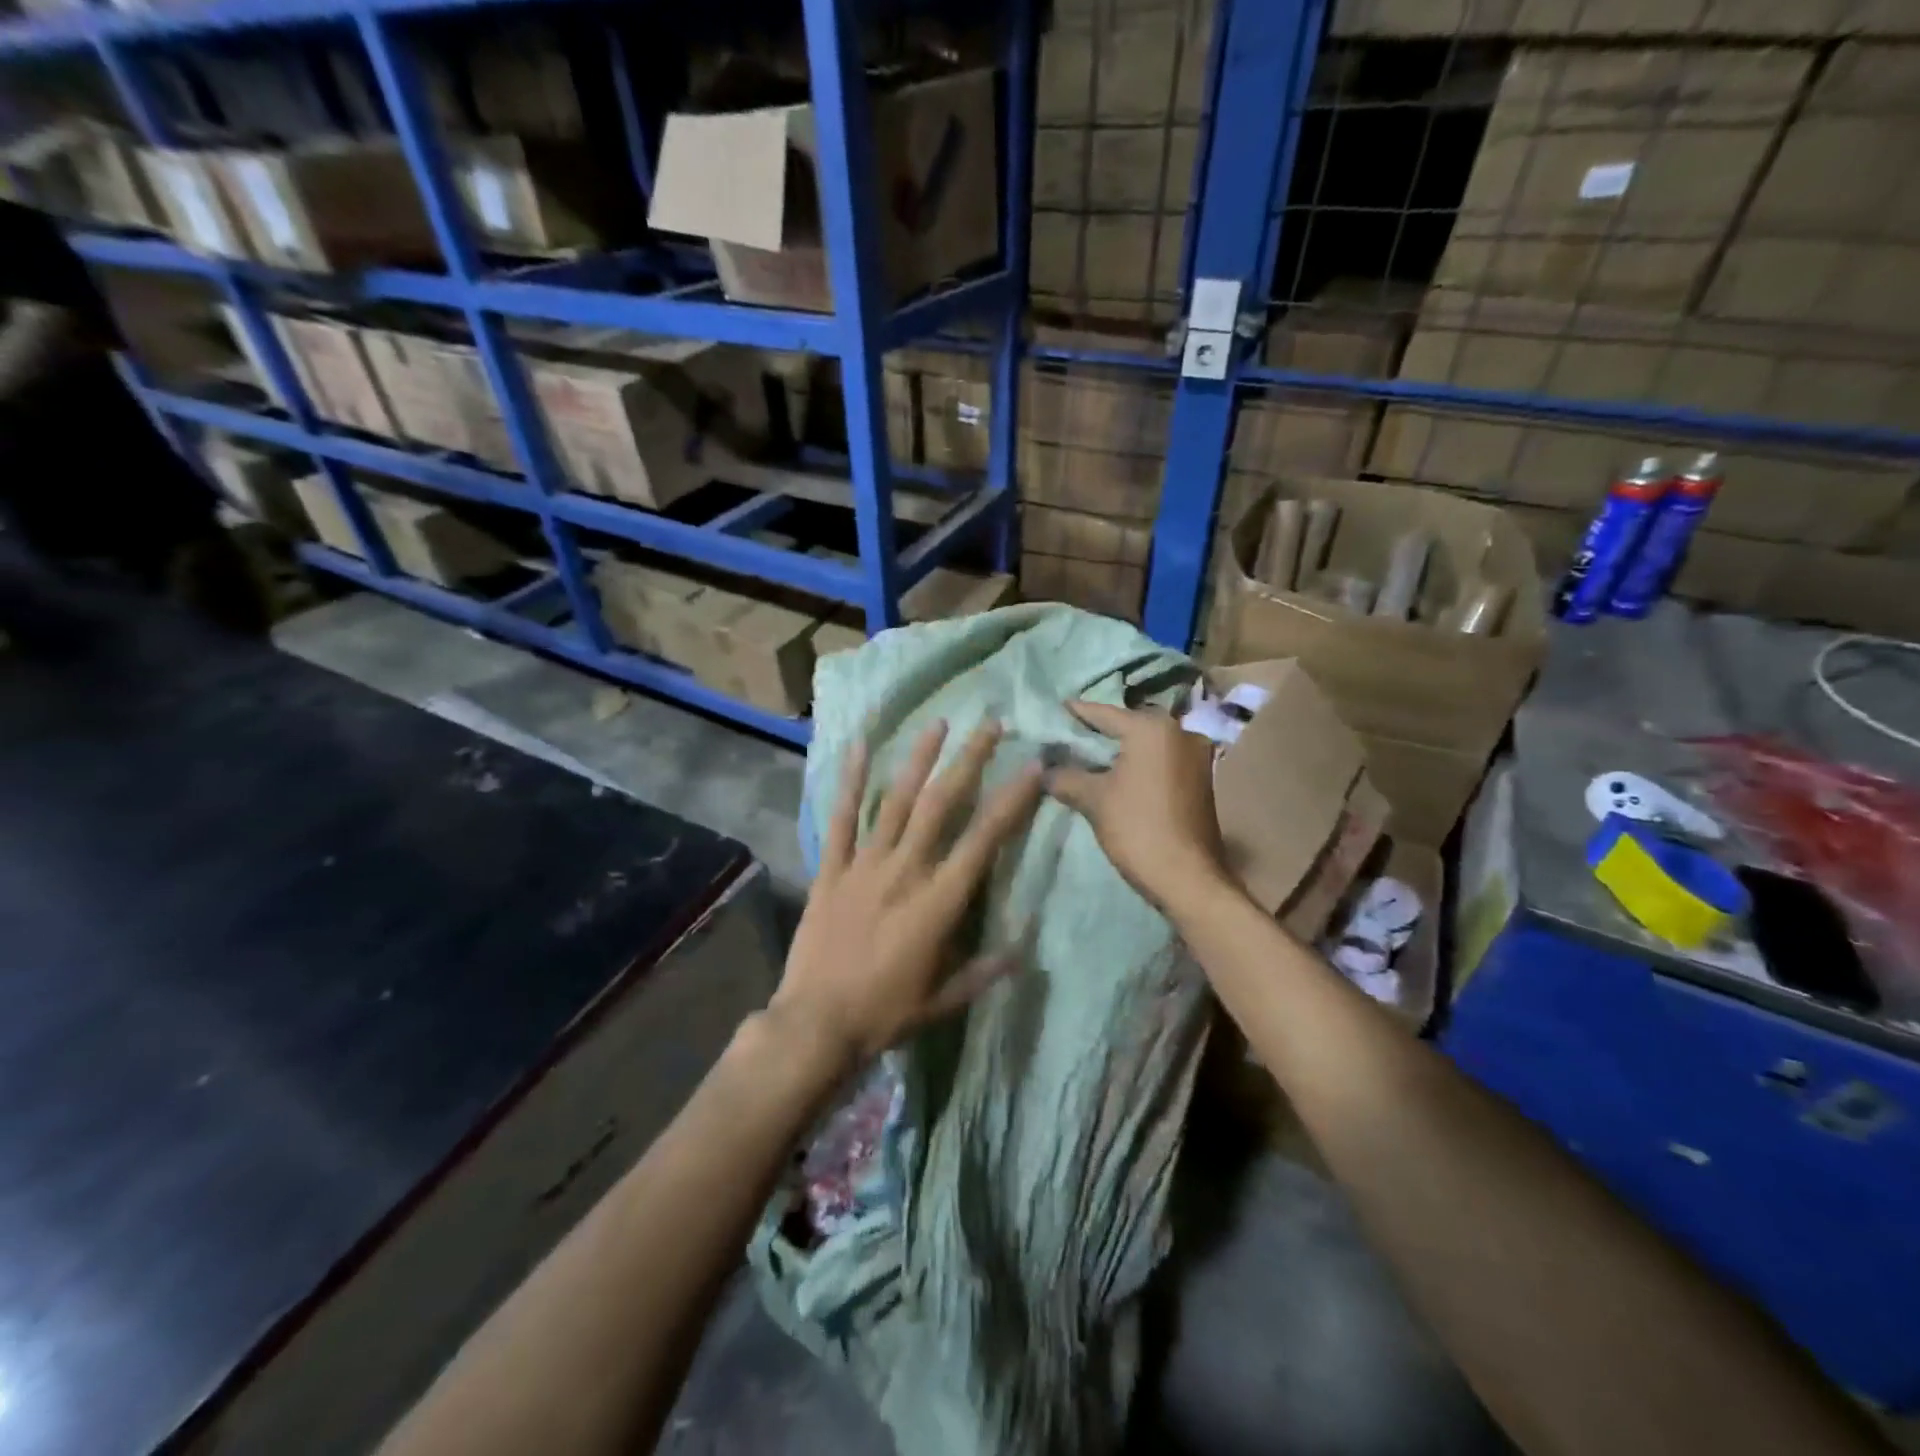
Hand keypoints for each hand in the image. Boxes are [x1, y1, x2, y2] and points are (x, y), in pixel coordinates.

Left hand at [773, 720, 1043, 1066]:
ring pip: (896, 802)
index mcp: (939, 901)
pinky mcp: (831, 870)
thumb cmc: (885, 1014)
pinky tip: (858, 748)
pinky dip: (850, 783)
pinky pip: (841, 819)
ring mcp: (864, 865)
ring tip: (938, 723)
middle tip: (990, 725)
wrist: (816, 1025)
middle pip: (942, 805)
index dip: (1011, 800)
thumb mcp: (943, 1000)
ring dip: (919, 759)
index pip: (984, 839)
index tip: (1032, 767)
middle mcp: (906, 871)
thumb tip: (1021, 951)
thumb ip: (982, 971)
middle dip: (969, 761)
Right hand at [1045, 700, 1228, 913]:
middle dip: (1096, 733)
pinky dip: (1136, 763)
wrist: (1188, 878)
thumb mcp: (1094, 800)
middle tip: (1065, 737)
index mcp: (1152, 729)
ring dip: (1117, 750)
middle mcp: (1179, 732)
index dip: (1075, 713)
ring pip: (1144, 744)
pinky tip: (1114, 775)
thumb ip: (1066, 776)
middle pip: (1126, 725)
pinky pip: (1159, 760)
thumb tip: (1045, 770)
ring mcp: (1194, 755)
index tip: (1052, 710)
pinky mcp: (1199, 777)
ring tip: (1084, 757)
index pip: (1103, 713)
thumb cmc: (1138, 829)